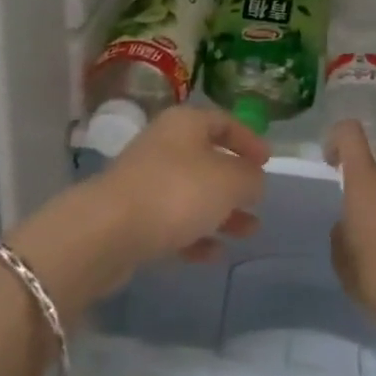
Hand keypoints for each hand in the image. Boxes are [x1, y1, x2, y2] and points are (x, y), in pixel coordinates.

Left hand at [94, 106, 269, 266]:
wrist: (107, 232)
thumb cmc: (177, 192)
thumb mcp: (229, 181)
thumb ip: (250, 179)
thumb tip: (254, 180)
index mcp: (186, 123)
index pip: (224, 122)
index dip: (248, 140)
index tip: (268, 161)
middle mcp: (165, 145)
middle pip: (207, 159)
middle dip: (236, 182)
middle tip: (258, 201)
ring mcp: (146, 181)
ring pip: (192, 193)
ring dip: (221, 212)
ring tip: (248, 232)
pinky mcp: (132, 217)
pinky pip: (172, 222)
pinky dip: (195, 235)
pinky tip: (214, 254)